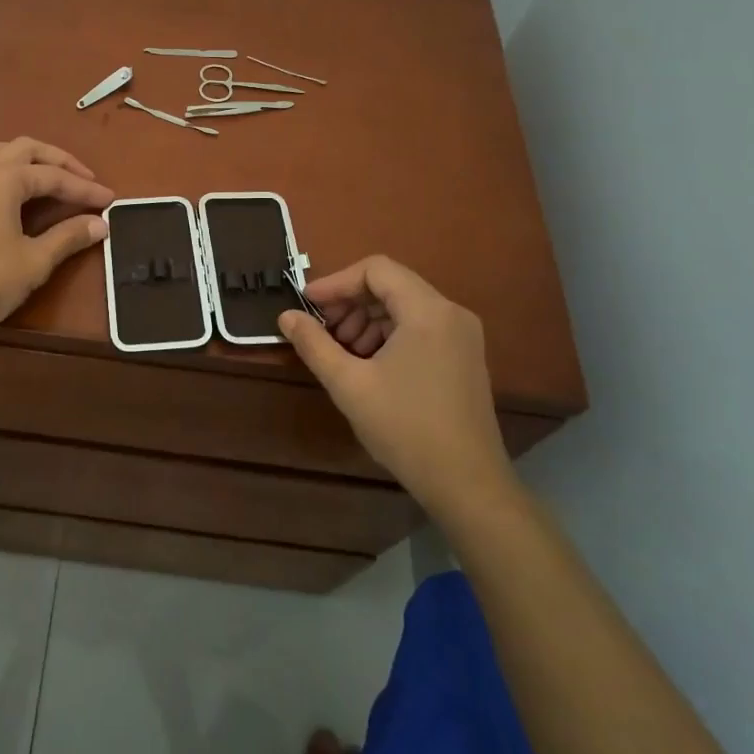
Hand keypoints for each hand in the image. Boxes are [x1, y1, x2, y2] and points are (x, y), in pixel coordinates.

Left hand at [0, 138, 112, 345]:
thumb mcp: (34, 261)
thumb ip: (68, 237)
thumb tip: (101, 224)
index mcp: (4, 178)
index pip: (54, 176)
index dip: (85, 189)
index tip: (111, 200)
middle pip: (27, 149)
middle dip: (59, 162)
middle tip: (84, 181)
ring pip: (0, 152)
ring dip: (29, 159)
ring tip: (50, 177)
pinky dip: (8, 169)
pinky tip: (16, 193)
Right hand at [278, 256, 516, 516]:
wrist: (467, 484)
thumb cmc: (405, 428)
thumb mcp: (349, 385)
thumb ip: (314, 344)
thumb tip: (286, 316)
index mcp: (427, 311)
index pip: (376, 269)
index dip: (336, 282)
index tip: (307, 304)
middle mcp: (451, 312)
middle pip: (391, 285)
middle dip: (350, 303)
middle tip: (322, 331)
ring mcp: (462, 335)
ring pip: (404, 306)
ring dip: (367, 320)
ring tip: (343, 352)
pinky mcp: (465, 356)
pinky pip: (420, 326)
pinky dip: (389, 334)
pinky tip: (369, 364)